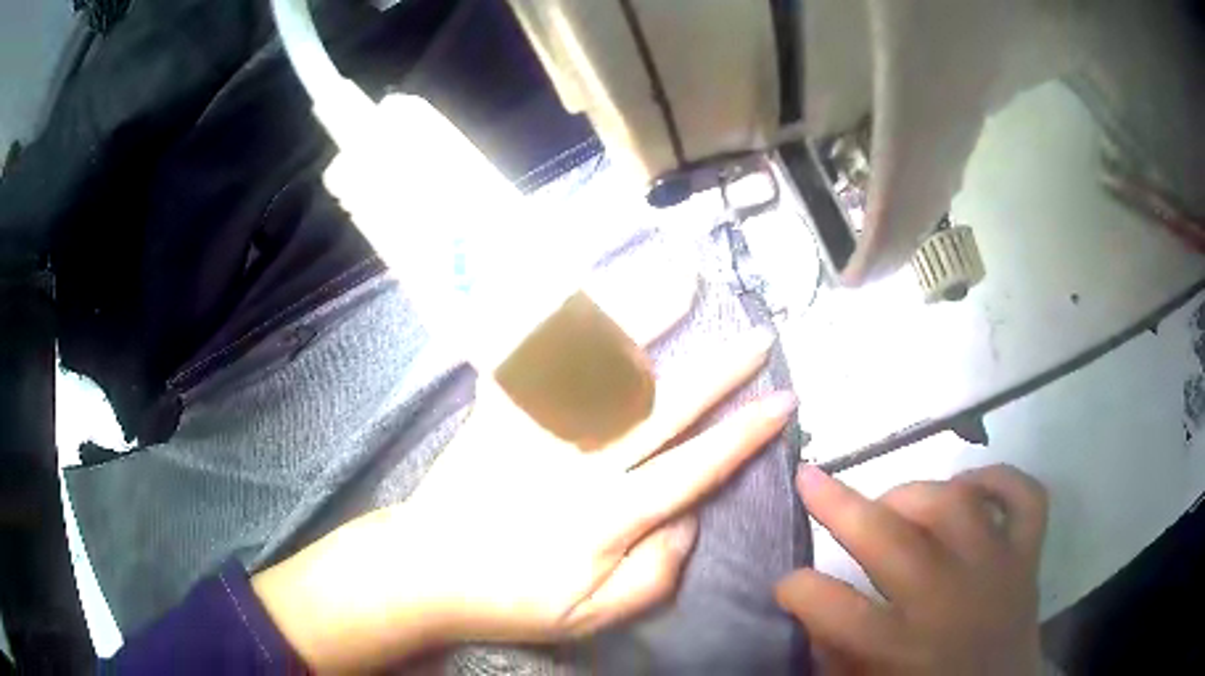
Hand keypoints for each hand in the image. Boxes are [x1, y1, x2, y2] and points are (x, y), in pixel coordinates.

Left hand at [252, 281, 796, 671]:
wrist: (426, 571)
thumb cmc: (513, 598)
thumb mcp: (593, 616)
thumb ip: (655, 574)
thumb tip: (690, 518)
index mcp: (606, 519)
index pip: (693, 468)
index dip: (744, 435)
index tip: (781, 403)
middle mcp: (576, 465)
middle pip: (661, 408)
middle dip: (718, 372)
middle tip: (756, 339)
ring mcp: (533, 431)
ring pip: (597, 368)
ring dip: (644, 320)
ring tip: (680, 280)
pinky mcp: (497, 412)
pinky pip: (528, 357)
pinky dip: (556, 319)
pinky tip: (582, 288)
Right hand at [776, 464, 1047, 675]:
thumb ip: (834, 651)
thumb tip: (809, 605)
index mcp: (899, 648)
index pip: (831, 607)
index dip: (797, 588)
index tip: (785, 582)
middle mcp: (948, 601)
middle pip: (890, 538)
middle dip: (838, 505)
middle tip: (812, 480)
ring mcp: (995, 569)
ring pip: (956, 502)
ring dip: (915, 492)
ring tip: (894, 503)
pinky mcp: (1028, 555)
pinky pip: (1025, 496)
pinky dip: (999, 479)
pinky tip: (970, 485)